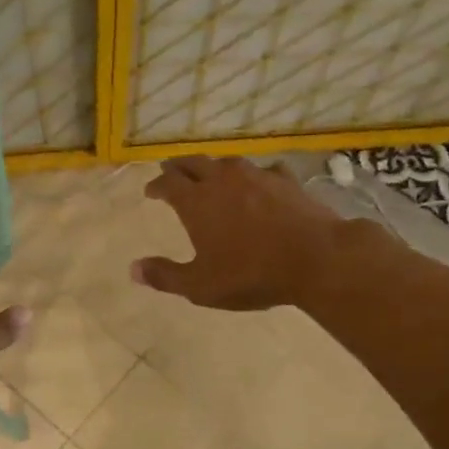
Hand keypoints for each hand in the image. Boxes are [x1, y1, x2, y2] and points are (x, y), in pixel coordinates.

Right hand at [133, 156, 379, 310]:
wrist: (315, 258)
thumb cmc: (251, 274)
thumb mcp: (201, 285)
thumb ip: (165, 276)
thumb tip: (133, 269)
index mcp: (196, 202)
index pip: (168, 183)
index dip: (156, 186)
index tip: (150, 191)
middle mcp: (222, 180)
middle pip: (194, 163)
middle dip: (178, 167)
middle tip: (171, 171)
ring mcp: (257, 176)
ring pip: (227, 163)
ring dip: (214, 168)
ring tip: (211, 175)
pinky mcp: (286, 181)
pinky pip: (264, 171)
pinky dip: (254, 177)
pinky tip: (260, 183)